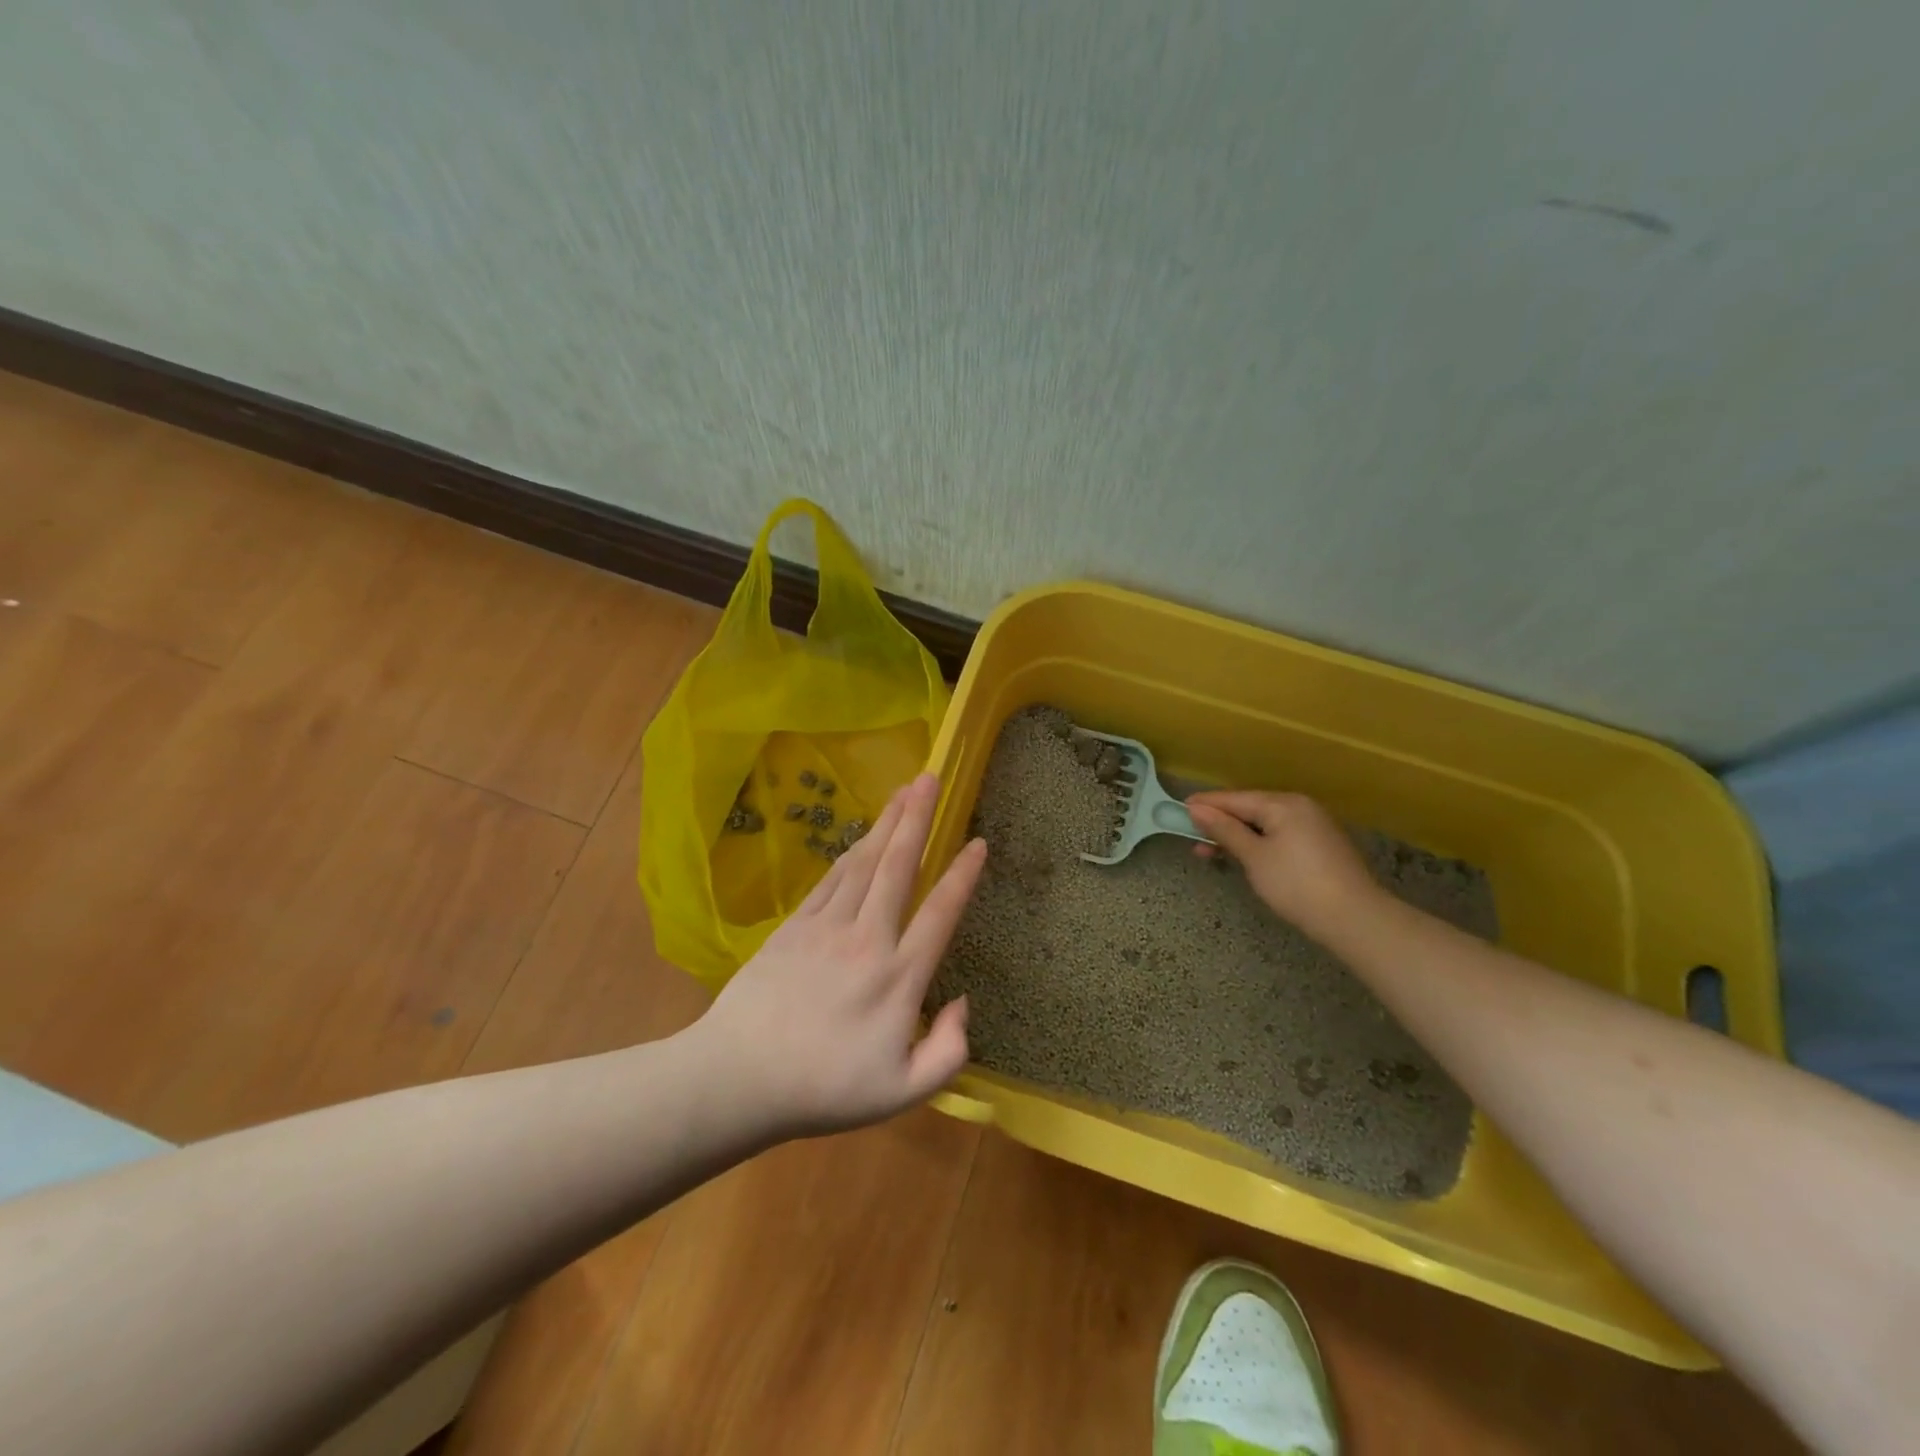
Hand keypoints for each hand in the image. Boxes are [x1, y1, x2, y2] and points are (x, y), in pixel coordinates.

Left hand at [697, 772, 986, 1139]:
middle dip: (918, 819)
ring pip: (865, 863)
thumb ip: (947, 1051)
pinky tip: (862, 836)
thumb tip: (962, 1002)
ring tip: (904, 791)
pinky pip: (830, 880)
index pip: (940, 913)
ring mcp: (827, 927)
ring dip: (887, 824)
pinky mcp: (795, 926)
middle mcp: (867, 939)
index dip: (963, 875)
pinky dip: (851, 852)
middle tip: (930, 778)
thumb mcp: (902, 1093)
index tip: (979, 842)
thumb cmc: (824, 1089)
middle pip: (898, 867)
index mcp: (898, 976)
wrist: (739, 1078)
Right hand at [1185, 789, 1381, 942]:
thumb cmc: (1296, 885)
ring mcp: (1314, 826)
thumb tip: (1197, 809)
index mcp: (1283, 804)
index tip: (1178, 809)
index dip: (1206, 805)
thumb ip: (1224, 830)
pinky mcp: (1321, 846)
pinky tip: (1245, 857)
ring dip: (1237, 836)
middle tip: (1191, 837)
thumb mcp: (1254, 857)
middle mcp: (1300, 807)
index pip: (1235, 798)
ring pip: (1265, 824)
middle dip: (1220, 823)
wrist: (1354, 919)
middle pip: (1250, 809)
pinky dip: (1258, 843)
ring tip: (1210, 852)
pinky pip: (1280, 835)